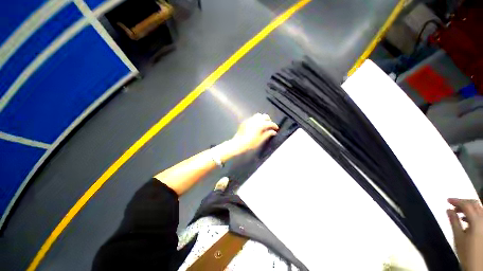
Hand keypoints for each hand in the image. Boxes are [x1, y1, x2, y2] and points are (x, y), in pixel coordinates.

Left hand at [228, 113, 278, 156]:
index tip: (276, 128)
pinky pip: (253, 118)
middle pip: (265, 116)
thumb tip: (273, 132)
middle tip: (270, 126)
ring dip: (262, 118)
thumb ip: (267, 134)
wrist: (239, 143)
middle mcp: (255, 120)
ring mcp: (249, 120)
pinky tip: (256, 125)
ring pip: (258, 115)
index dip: (274, 125)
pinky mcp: (245, 121)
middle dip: (269, 120)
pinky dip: (256, 120)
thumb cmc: (250, 143)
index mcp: (260, 125)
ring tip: (263, 124)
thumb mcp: (260, 140)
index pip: (270, 123)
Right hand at [447, 198, 482, 270]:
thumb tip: (448, 210)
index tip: (447, 200)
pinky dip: (473, 213)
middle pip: (474, 204)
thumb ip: (454, 222)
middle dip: (463, 202)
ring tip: (458, 211)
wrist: (478, 263)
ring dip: (468, 207)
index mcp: (476, 220)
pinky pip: (480, 214)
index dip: (456, 201)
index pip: (466, 205)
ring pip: (478, 208)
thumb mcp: (458, 237)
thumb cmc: (466, 251)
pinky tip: (466, 218)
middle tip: (452, 204)